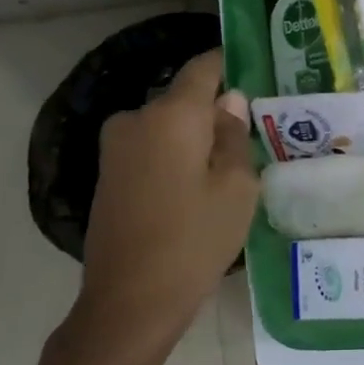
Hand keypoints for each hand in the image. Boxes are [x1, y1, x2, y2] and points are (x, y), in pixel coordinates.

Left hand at [72, 49, 257, 359]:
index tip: (255, 70)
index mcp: (172, 114)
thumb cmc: (195, 240)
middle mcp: (137, 118)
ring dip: (194, 137)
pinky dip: (174, 156)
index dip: (230, 63)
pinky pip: (151, 148)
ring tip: (225, 169)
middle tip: (251, 137)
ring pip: (168, 126)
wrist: (130, 301)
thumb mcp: (237, 187)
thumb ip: (235, 135)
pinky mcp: (108, 174)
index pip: (204, 67)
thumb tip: (229, 101)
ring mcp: (116, 147)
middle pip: (185, 99)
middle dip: (215, 111)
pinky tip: (193, 189)